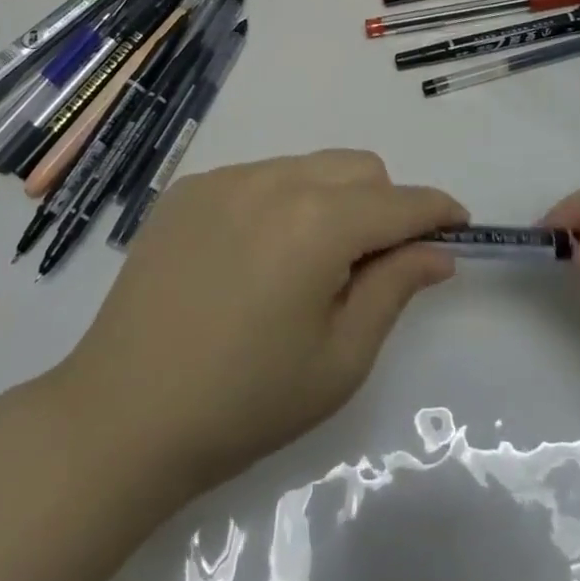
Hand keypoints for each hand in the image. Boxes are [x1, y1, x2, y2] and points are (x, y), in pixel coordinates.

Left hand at [65, 151, 465, 492]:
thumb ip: (395, 289)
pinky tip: (253, 257)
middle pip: (359, 168)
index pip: (400, 202)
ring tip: (306, 264)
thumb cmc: (245, 402)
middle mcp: (276, 180)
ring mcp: (228, 177)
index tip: (458, 226)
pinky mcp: (192, 186)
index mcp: (319, 223)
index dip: (437, 211)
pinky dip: (280, 202)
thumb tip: (437, 251)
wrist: (121, 415)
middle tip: (371, 265)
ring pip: (310, 166)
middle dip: (384, 204)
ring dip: (332, 200)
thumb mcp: (340, 359)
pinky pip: (260, 176)